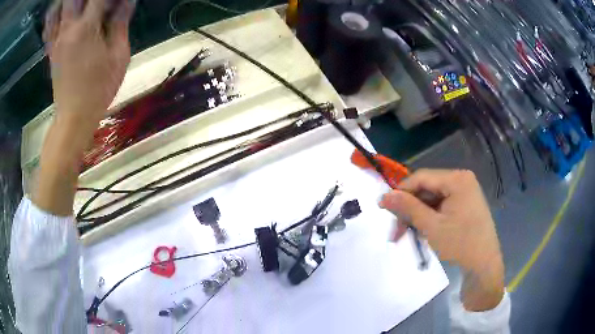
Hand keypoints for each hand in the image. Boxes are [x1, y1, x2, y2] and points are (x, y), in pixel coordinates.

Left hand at [33, 0, 133, 215]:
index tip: (118, 2)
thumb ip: (121, 24)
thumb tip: (126, 1)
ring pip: (61, 8)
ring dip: (72, 3)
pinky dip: (56, 15)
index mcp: (86, 28)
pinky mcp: (52, 50)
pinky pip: (50, 26)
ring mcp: (57, 40)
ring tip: (83, 9)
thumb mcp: (119, 56)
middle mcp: (68, 29)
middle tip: (98, 5)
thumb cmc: (99, 89)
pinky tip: (65, 16)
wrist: (73, 118)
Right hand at [379, 169, 504, 310]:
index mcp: (457, 179)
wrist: (484, 265)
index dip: (401, 192)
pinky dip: (429, 219)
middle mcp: (461, 181)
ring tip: (406, 236)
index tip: (383, 208)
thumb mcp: (431, 226)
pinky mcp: (464, 205)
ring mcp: (464, 193)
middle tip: (395, 231)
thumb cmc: (460, 244)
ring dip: (417, 217)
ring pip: (431, 200)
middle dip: (409, 210)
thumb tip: (384, 195)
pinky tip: (422, 232)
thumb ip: (408, 208)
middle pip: (426, 190)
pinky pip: (441, 207)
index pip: (421, 177)